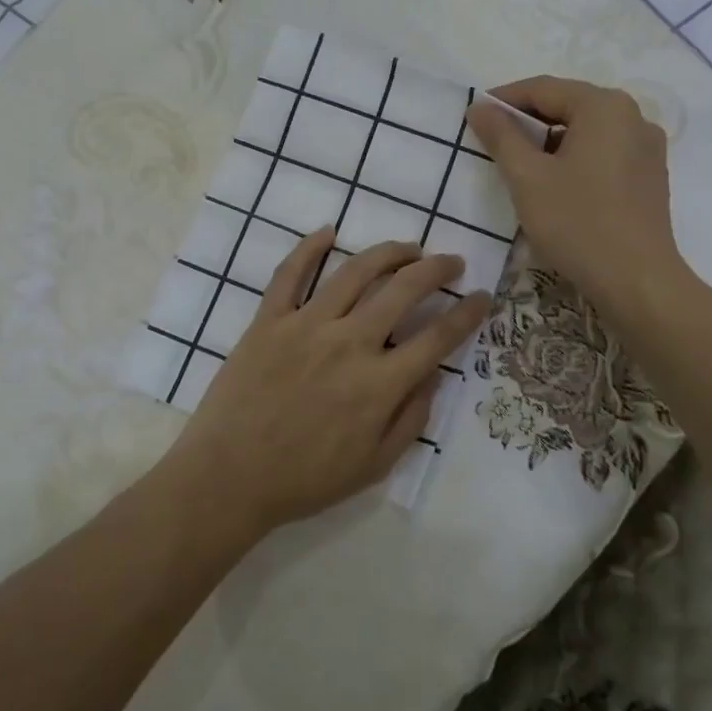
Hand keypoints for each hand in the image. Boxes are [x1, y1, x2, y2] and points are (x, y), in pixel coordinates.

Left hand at [166, 230, 491, 535]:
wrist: (229, 477)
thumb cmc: (305, 479)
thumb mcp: (374, 466)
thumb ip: (410, 419)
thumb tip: (433, 376)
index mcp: (379, 383)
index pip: (437, 337)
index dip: (467, 313)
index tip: (482, 296)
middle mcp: (349, 343)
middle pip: (403, 290)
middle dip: (436, 270)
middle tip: (451, 262)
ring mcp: (306, 325)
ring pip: (355, 272)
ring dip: (388, 252)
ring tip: (408, 247)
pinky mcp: (269, 320)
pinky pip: (290, 274)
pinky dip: (309, 248)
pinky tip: (328, 231)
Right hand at [465, 75, 687, 316]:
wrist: (637, 281)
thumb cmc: (577, 222)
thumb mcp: (527, 177)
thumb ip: (501, 136)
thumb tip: (479, 107)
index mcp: (604, 106)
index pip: (543, 88)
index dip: (504, 100)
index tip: (474, 116)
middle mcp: (633, 116)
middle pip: (568, 105)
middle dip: (527, 120)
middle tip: (493, 141)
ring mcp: (647, 146)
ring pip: (586, 129)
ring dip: (550, 140)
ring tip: (520, 165)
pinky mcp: (651, 175)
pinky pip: (604, 150)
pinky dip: (575, 156)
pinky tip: (556, 183)